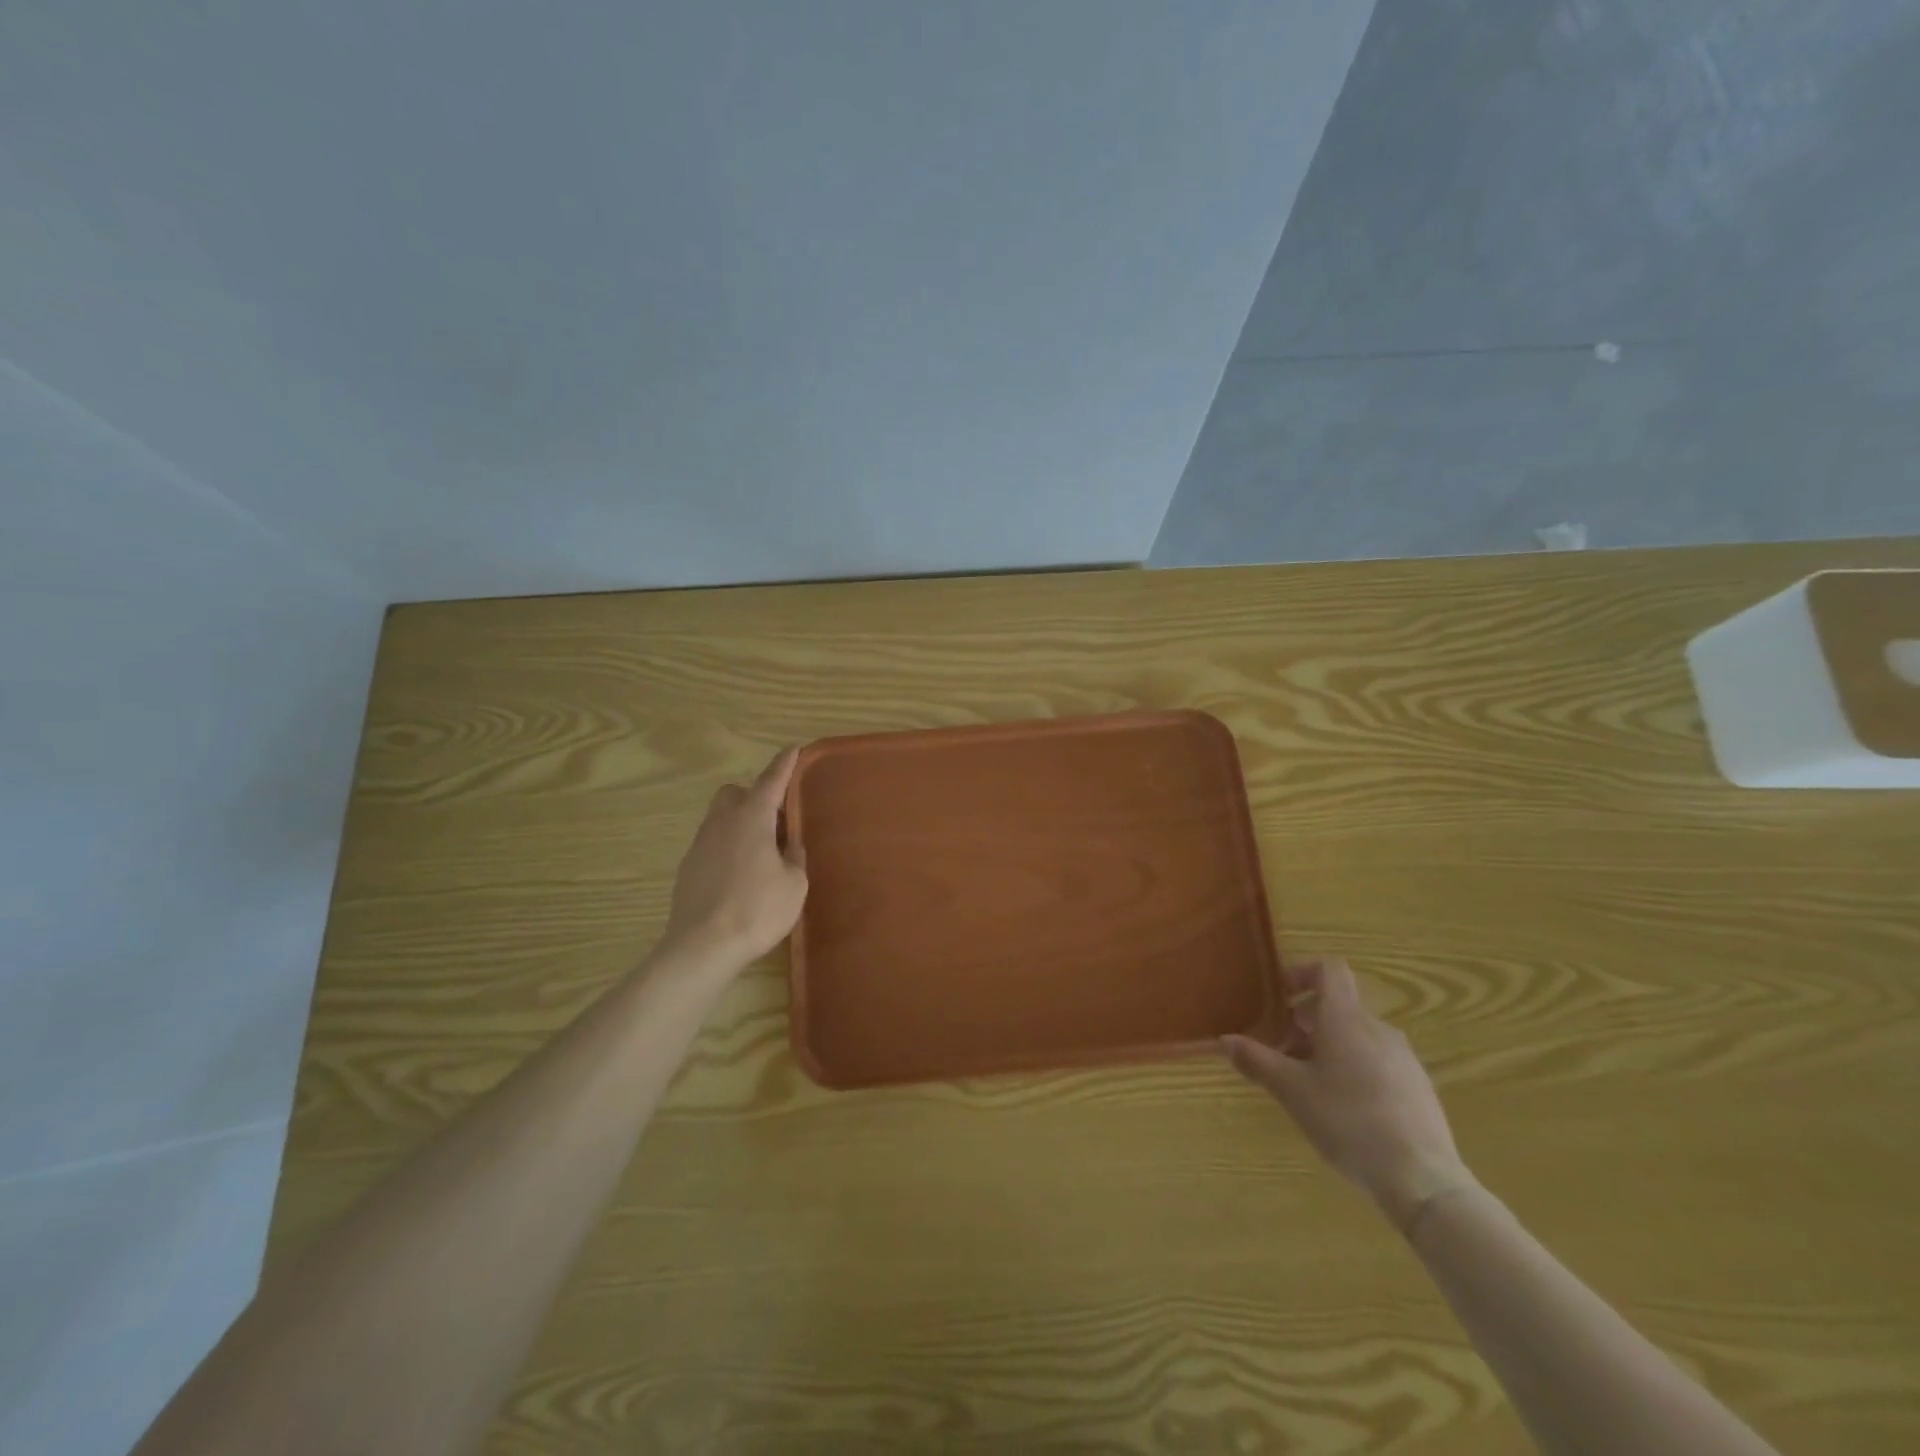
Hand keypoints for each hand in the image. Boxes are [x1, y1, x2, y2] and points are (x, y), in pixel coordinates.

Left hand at [662, 748, 808, 969]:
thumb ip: (794, 857)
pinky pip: (712, 845)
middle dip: (753, 797)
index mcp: (751, 818)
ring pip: (720, 819)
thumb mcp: (794, 884)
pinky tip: (740, 876)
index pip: (771, 781)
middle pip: (734, 794)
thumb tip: (788, 847)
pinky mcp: (688, 869)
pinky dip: (727, 849)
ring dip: (740, 825)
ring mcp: (699, 845)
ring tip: (761, 853)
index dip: (784, 764)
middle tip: (775, 820)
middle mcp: (722, 823)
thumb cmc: (757, 909)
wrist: (702, 947)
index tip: (793, 749)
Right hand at [1224, 957, 1473, 1233]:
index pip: (1329, 969)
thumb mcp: (1291, 1090)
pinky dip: (1352, 1066)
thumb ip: (1256, 1060)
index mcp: (1345, 1018)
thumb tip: (1223, 1040)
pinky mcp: (1417, 1087)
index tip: (1279, 997)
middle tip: (1280, 1050)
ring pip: (1356, 1035)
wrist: (1422, 1179)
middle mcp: (1377, 1028)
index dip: (1301, 973)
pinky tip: (1341, 1107)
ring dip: (1326, 1046)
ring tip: (1306, 1082)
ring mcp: (1403, 1058)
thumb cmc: (1347, 1121)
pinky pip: (1376, 1060)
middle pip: (1337, 1006)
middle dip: (1304, 1021)